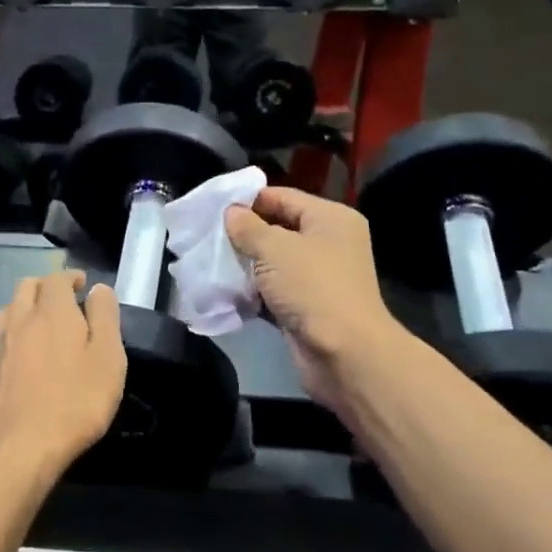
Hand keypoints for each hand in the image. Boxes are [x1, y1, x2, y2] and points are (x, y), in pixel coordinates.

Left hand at [0, 271, 125, 472]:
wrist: (15, 449)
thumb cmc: (73, 404)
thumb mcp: (107, 361)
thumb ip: (105, 318)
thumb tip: (98, 288)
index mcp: (52, 311)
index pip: (58, 278)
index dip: (71, 277)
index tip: (82, 285)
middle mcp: (18, 318)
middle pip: (26, 286)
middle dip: (44, 288)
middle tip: (61, 303)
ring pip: (6, 311)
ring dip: (22, 310)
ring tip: (35, 327)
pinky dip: (2, 340)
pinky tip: (8, 356)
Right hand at [225, 188, 397, 408]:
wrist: (344, 354)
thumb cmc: (312, 288)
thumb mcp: (274, 249)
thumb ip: (248, 227)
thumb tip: (231, 212)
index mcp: (330, 218)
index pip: (282, 196)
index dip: (247, 200)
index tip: (212, 208)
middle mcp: (329, 242)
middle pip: (278, 227)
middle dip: (244, 233)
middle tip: (207, 236)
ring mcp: (319, 276)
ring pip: (273, 260)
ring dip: (245, 263)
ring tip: (211, 261)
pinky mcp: (307, 305)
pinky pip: (274, 288)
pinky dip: (253, 289)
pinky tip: (226, 289)